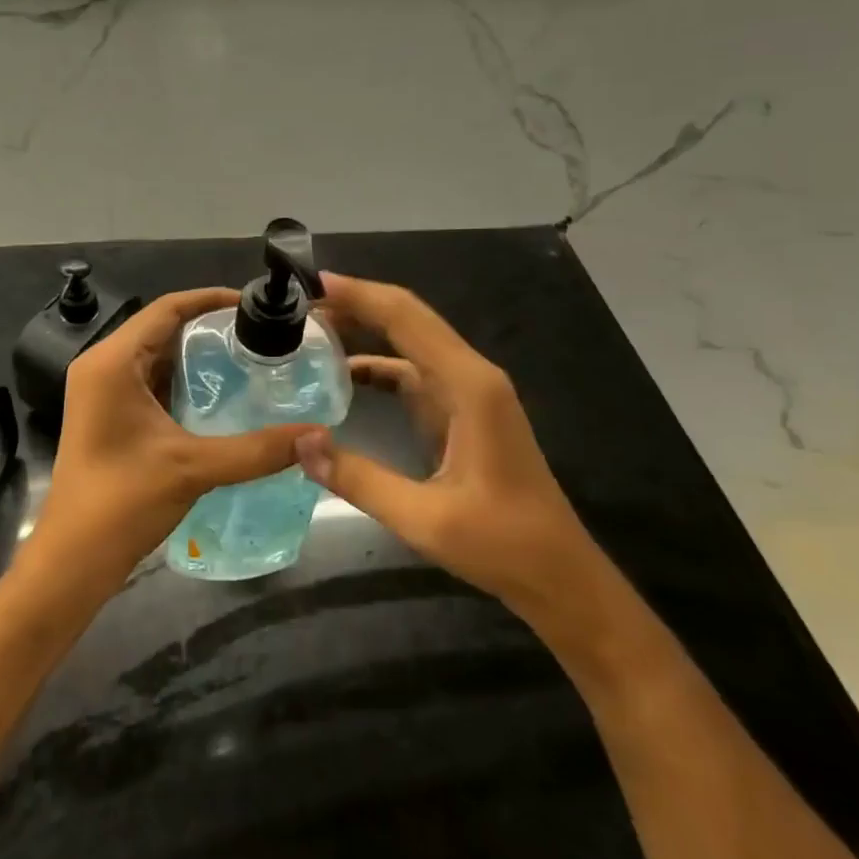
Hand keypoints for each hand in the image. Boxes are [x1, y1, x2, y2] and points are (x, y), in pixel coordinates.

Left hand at [24, 288, 314, 587]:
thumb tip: (317, 435)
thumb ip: (257, 449)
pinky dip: (182, 380)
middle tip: (260, 334)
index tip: (254, 304)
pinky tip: (219, 394)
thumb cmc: (122, 502)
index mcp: (112, 361)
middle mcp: (102, 365)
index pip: (166, 309)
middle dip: (208, 328)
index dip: (210, 299)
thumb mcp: (193, 468)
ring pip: (156, 355)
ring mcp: (101, 390)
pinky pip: (149, 380)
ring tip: (248, 358)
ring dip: (196, 355)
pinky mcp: (107, 413)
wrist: (72, 560)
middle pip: (161, 328)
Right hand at [293, 272, 599, 625]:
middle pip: (406, 319)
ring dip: (364, 329)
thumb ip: (359, 479)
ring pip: (409, 341)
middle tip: (298, 302)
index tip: (308, 281)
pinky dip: (377, 364)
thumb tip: (300, 444)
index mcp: (468, 385)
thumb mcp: (425, 519)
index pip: (405, 317)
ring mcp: (468, 391)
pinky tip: (343, 374)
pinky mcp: (462, 410)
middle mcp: (470, 375)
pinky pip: (413, 372)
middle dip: (354, 303)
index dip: (358, 293)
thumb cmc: (503, 545)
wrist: (560, 577)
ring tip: (311, 328)